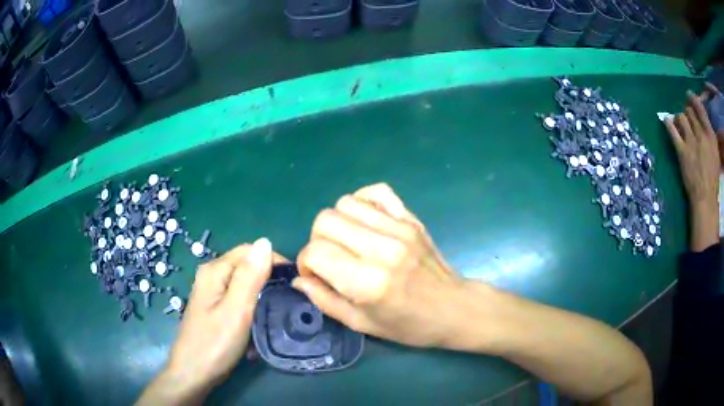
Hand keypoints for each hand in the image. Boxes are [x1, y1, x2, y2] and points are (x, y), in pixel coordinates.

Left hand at [137, 238, 286, 404]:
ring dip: (260, 300)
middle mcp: (211, 276)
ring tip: (274, 317)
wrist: (193, 374)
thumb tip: (265, 242)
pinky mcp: (214, 309)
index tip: (293, 283)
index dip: (273, 261)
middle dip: (268, 282)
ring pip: (244, 286)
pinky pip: (238, 301)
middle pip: (246, 267)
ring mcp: (211, 293)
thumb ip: (250, 277)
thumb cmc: (214, 344)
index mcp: (215, 271)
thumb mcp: (236, 310)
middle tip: (286, 304)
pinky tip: (256, 327)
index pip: (249, 251)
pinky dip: (250, 311)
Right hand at [293, 183, 466, 347]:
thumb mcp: (362, 324)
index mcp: (367, 282)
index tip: (314, 275)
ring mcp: (399, 229)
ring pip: (345, 203)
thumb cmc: (408, 325)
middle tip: (330, 259)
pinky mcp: (411, 219)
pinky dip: (362, 201)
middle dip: (317, 241)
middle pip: (325, 220)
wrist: (454, 308)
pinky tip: (364, 221)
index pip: (315, 252)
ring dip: (337, 222)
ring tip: (347, 242)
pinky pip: (377, 192)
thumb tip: (299, 280)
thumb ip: (325, 301)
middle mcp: (381, 249)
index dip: (305, 263)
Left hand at [665, 91, 720, 250]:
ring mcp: (691, 142)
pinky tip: (666, 120)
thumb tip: (703, 123)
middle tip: (686, 118)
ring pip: (681, 117)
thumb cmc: (713, 178)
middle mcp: (701, 134)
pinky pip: (672, 130)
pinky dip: (668, 123)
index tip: (689, 95)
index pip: (700, 108)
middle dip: (687, 112)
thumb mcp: (716, 154)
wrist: (705, 198)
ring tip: (679, 124)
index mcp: (710, 135)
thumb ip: (710, 136)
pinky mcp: (681, 151)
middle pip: (689, 112)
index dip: (693, 99)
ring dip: (679, 118)